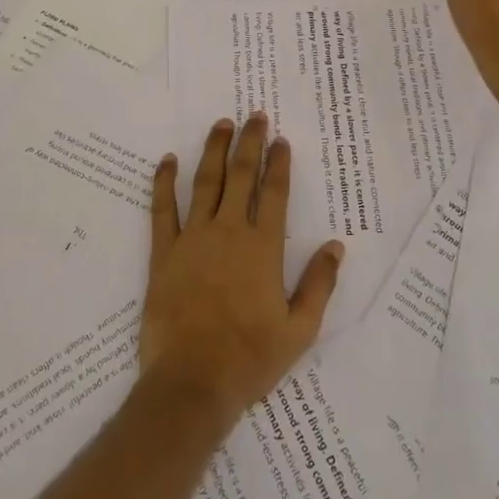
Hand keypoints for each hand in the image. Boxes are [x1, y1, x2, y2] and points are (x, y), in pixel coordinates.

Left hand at [140, 114, 343, 427]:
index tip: (280, 139)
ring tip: (220, 124)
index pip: (274, 193)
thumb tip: (336, 245)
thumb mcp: (299, 330)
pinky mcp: (164, 252)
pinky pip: (162, 208)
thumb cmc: (249, 358)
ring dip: (213, 150)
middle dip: (249, 143)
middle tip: (253, 116)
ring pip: (205, 182)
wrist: (192, 383)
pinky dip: (163, 181)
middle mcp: (229, 231)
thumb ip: (319, 284)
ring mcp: (193, 238)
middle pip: (241, 176)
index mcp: (263, 248)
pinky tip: (167, 160)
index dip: (278, 163)